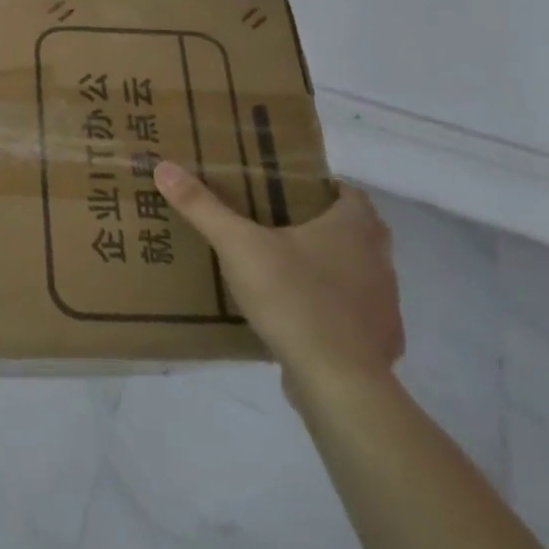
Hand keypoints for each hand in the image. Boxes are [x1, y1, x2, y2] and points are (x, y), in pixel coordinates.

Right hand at [153, 162, 402, 392]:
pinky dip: (336, 313)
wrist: (337, 381)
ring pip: (360, 274)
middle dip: (326, 227)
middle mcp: (378, 260)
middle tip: (281, 227)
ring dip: (332, 270)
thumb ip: (202, 208)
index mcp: (353, 228)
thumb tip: (164, 167)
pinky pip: (358, 317)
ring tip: (286, 272)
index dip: (325, 188)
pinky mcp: (379, 342)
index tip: (290, 192)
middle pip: (359, 232)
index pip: (350, 193)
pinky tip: (303, 319)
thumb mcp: (238, 246)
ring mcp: (384, 304)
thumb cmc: (293, 298)